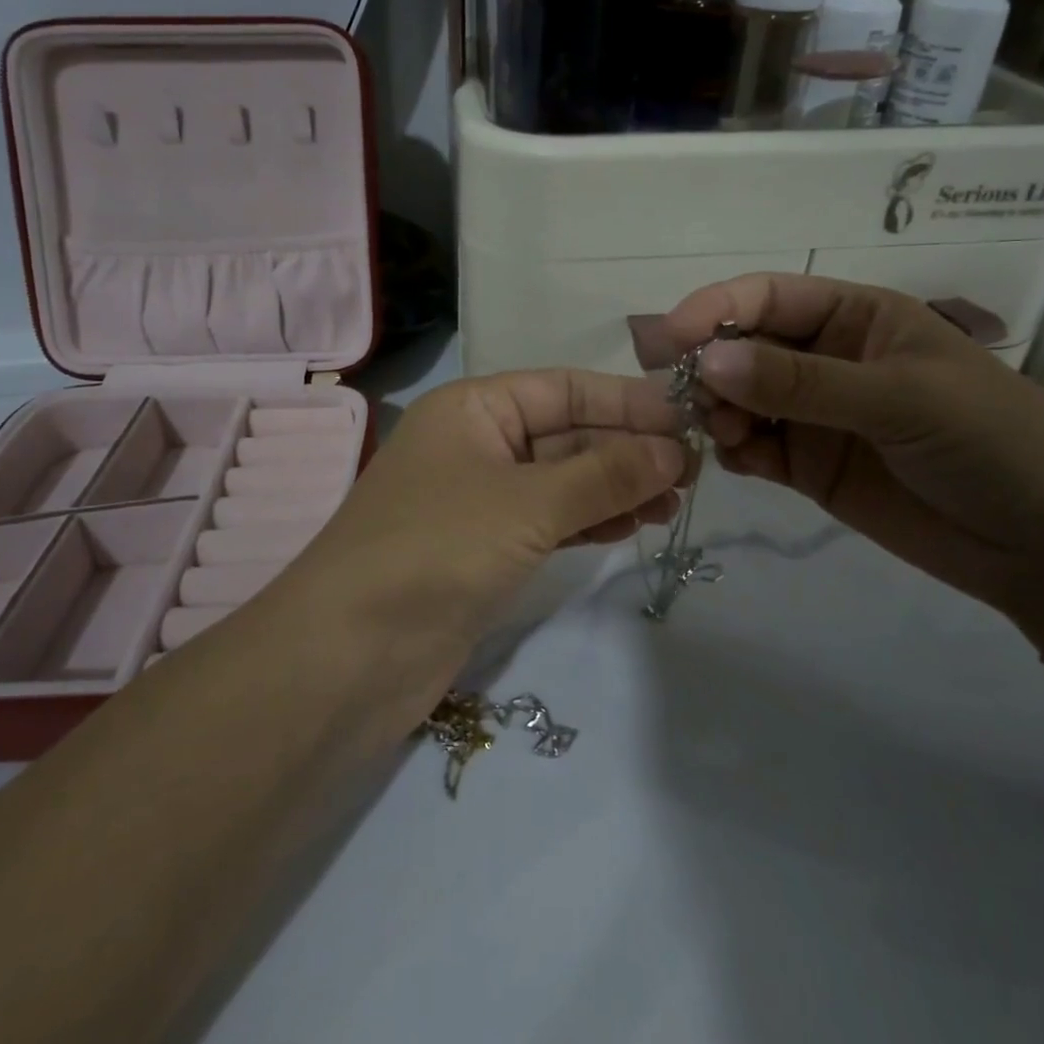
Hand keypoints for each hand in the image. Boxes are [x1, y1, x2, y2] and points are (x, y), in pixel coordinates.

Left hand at [297, 370, 687, 644]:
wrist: (349, 656)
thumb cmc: (437, 549)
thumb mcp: (528, 503)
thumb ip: (605, 475)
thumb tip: (675, 452)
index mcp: (474, 408)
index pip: (564, 388)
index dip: (627, 401)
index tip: (687, 420)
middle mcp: (476, 443)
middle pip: (567, 433)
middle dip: (628, 449)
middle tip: (693, 471)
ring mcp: (480, 499)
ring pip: (563, 480)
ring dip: (617, 487)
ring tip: (675, 501)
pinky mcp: (485, 550)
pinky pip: (550, 521)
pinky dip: (591, 520)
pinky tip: (635, 524)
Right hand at [664, 275, 1043, 642]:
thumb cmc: (991, 440)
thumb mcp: (901, 398)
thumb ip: (801, 382)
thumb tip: (707, 361)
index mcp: (854, 316)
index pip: (767, 297)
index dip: (715, 309)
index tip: (671, 340)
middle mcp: (824, 358)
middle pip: (741, 346)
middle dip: (706, 364)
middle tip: (680, 396)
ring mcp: (812, 414)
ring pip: (738, 397)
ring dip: (716, 409)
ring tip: (723, 433)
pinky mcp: (807, 465)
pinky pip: (751, 446)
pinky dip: (733, 449)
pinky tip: (737, 460)